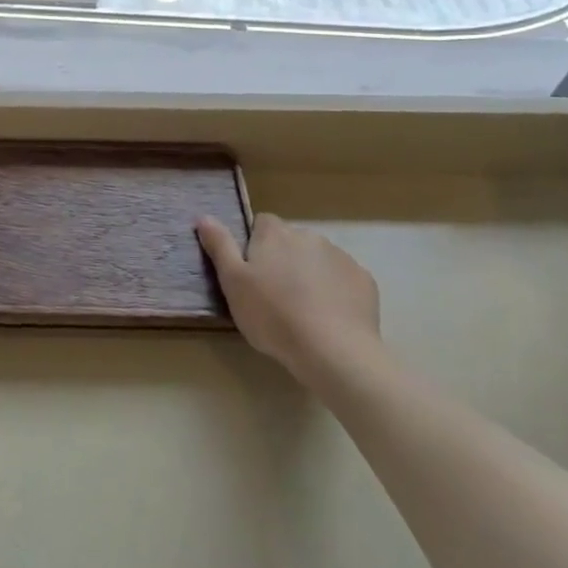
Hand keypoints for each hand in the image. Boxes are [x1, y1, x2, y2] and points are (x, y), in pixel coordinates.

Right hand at [195, 213, 380, 392]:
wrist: (333, 351)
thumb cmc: (272, 315)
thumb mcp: (233, 282)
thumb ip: (219, 246)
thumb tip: (203, 216)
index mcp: (275, 234)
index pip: (262, 224)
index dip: (255, 246)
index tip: (252, 273)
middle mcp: (309, 236)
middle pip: (291, 242)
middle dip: (284, 261)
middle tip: (274, 296)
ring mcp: (341, 257)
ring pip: (318, 260)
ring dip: (310, 275)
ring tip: (303, 311)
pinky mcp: (364, 281)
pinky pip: (343, 280)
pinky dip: (336, 292)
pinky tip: (329, 318)